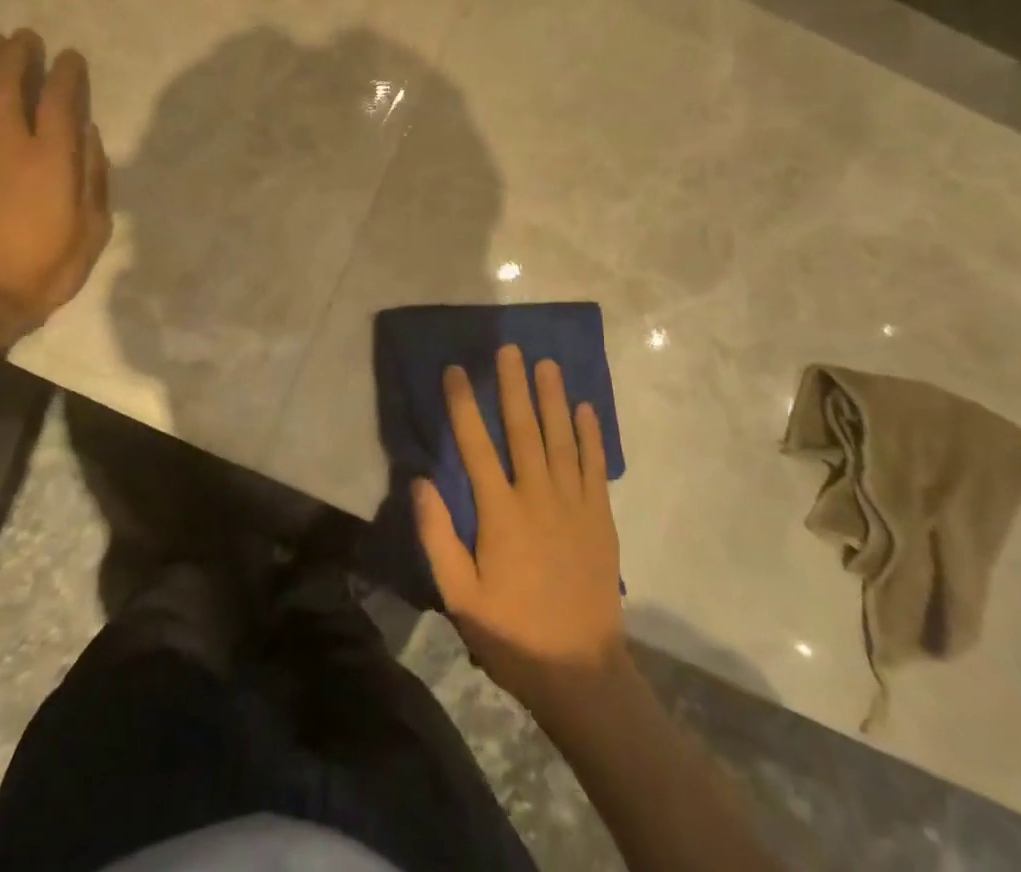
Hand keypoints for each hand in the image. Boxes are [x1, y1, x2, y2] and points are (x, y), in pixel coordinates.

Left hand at [0, 29, 110, 336]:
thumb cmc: (46, 267)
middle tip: (26, 38)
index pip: (61, 97)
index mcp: (52, 157)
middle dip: (20, 54)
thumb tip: (87, 133)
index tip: (71, 56)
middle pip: (11, 83)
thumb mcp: (93, 228)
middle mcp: (9, 143)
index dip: (67, 71)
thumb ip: (93, 175)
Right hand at [415, 344, 627, 723]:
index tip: (455, 370)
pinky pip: (595, 466)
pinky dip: (591, 435)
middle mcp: (538, 497)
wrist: (580, 672)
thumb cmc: (511, 633)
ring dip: (553, 399)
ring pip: (562, 439)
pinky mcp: (600, 518)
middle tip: (510, 348)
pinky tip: (586, 409)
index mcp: (500, 513)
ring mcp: (574, 504)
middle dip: (514, 386)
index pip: (476, 446)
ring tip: (546, 364)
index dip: (463, 405)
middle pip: (524, 430)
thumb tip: (420, 482)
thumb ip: (438, 537)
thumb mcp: (459, 596)